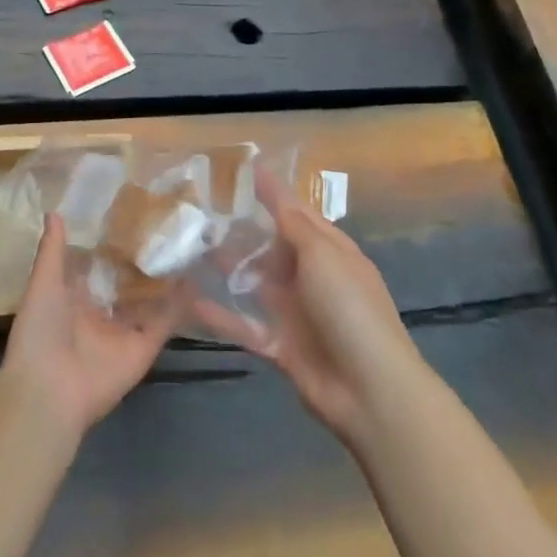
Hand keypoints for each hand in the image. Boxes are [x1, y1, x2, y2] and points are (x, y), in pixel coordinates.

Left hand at [0, 214, 178, 439]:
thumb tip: (53, 210)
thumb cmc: (40, 331)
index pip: (96, 265)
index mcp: (73, 297)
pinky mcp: (143, 348)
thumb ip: (52, 250)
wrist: (49, 390)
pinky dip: (180, 306)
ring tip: (188, 246)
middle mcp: (101, 312)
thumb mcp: (43, 283)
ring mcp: (123, 331)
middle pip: (126, 282)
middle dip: (143, 260)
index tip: (132, 214)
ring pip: (150, 301)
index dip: (111, 244)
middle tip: (168, 226)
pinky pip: (164, 324)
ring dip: (166, 280)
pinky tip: (196, 279)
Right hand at [193, 172, 422, 444]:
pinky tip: (188, 301)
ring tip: (188, 247)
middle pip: (271, 247)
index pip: (297, 213)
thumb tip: (274, 186)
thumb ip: (292, 224)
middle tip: (200, 209)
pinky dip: (219, 315)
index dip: (272, 192)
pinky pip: (243, 324)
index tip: (244, 168)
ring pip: (254, 282)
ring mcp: (295, 312)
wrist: (369, 388)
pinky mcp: (279, 344)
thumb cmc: (350, 308)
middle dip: (241, 229)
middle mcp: (312, 277)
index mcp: (331, 251)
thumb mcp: (323, 255)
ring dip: (226, 267)